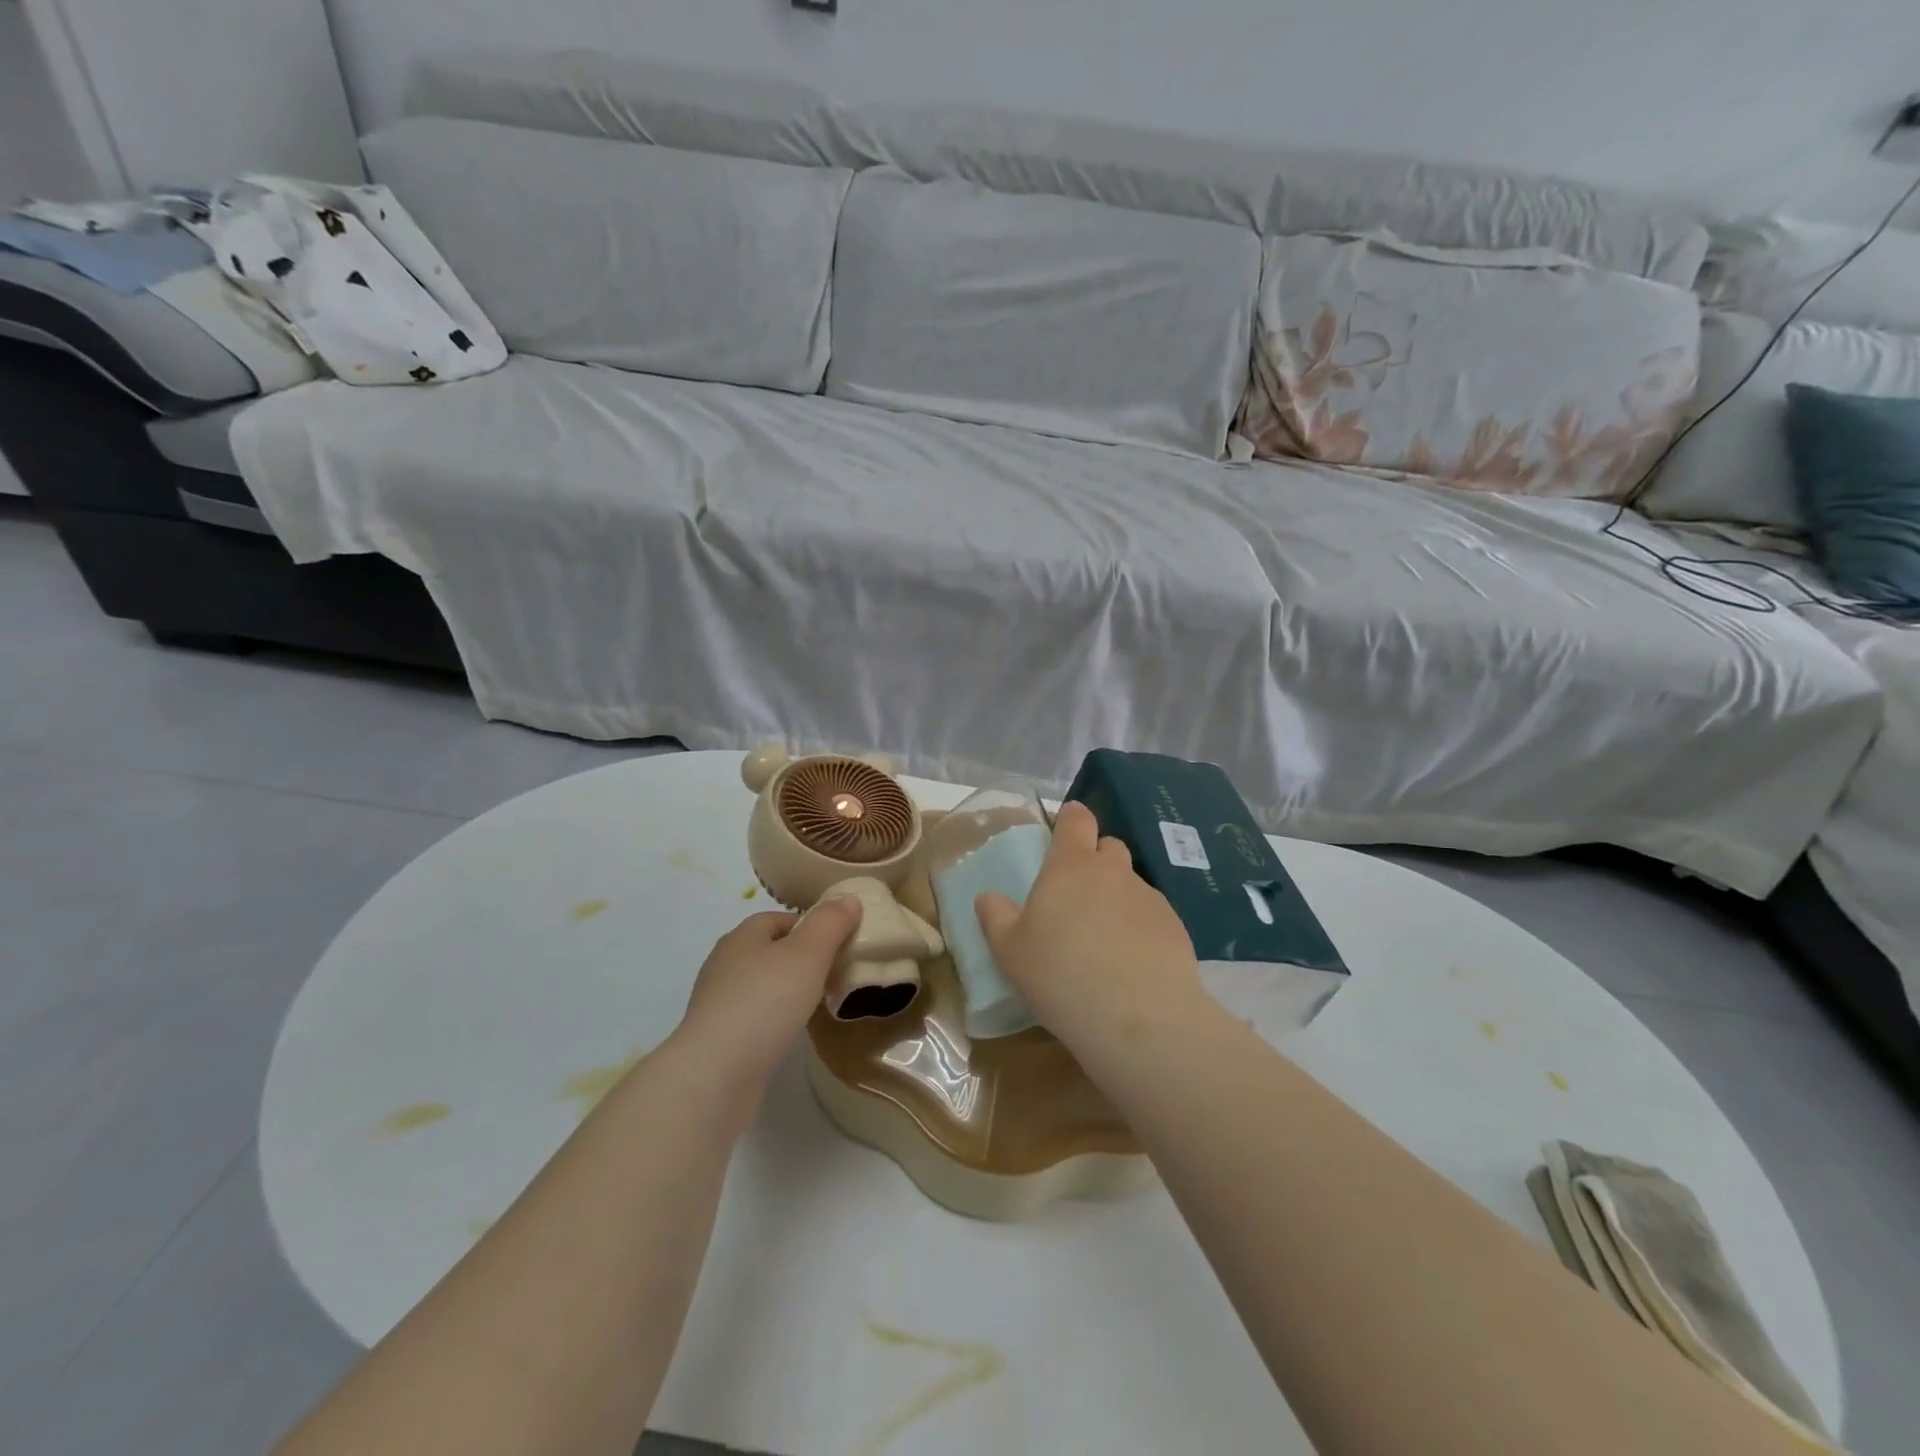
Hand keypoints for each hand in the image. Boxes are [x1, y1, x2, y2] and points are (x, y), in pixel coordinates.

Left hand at [676, 898, 862, 1086]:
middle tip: (836, 973)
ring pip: (762, 985)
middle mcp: (725, 963)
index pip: (781, 918)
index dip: (812, 926)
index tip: (840, 943)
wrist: (715, 1075)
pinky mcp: (718, 1038)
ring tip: (819, 1004)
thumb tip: (849, 899)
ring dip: (788, 990)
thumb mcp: (808, 954)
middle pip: (771, 950)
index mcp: (742, 936)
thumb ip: (831, 923)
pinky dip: (775, 1019)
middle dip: (802, 958)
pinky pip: (754, 1017)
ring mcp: (718, 1002)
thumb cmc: (765, 1003)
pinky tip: (791, 1033)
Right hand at [974, 801, 1202, 1053]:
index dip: (1071, 819)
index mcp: (1070, 866)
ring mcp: (1149, 898)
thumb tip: (988, 896)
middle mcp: (1113, 872)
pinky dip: (1140, 928)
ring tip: (1104, 939)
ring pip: (1131, 883)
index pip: (1077, 819)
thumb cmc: (1061, 975)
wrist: (1139, 1018)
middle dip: (1095, 860)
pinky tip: (1131, 962)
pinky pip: (1152, 916)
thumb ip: (996, 917)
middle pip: (1109, 846)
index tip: (1062, 832)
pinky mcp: (1175, 928)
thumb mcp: (1010, 952)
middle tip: (1077, 895)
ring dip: (1117, 897)